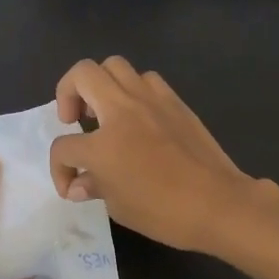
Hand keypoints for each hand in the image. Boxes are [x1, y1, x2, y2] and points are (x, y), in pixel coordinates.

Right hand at [48, 57, 257, 252]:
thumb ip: (94, 186)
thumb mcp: (119, 207)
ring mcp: (150, 100)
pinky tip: (138, 114)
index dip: (60, 169)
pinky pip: (146, 79)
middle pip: (82, 75)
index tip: (71, 185)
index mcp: (102, 145)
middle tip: (74, 119)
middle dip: (67, 92)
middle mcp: (122, 111)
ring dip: (101, 84)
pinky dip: (134, 89)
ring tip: (105, 110)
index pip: (64, 147)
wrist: (218, 203)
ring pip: (115, 65)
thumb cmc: (164, 212)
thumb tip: (80, 183)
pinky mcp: (174, 101)